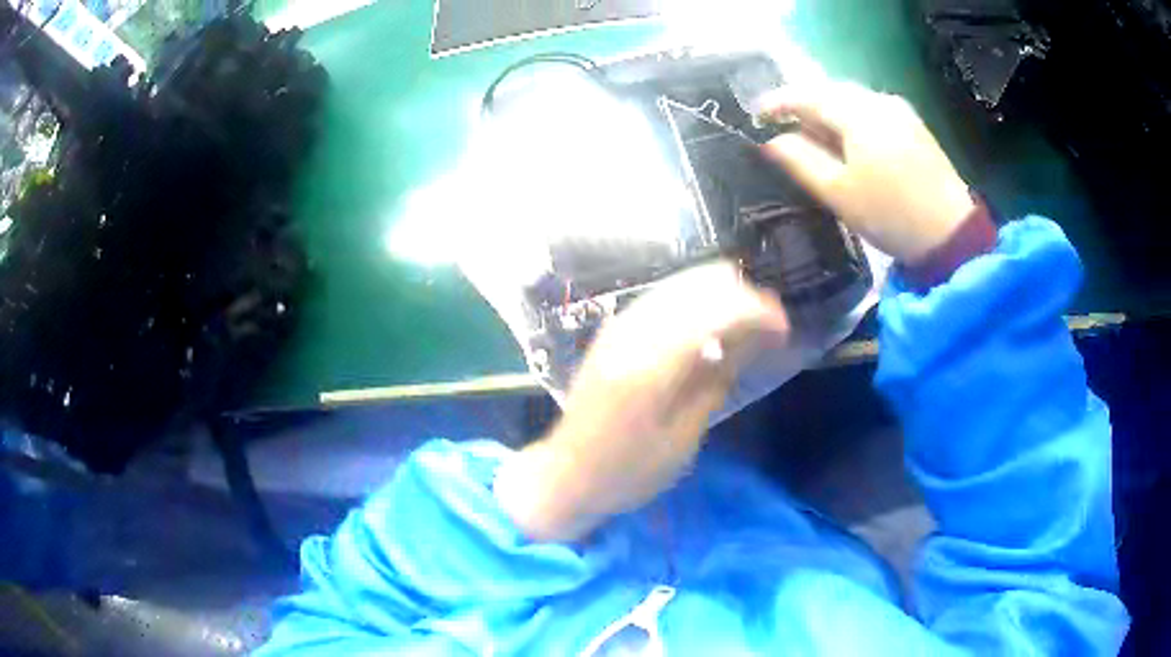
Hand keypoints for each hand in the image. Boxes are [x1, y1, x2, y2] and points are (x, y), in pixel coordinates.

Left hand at [494, 262, 789, 542]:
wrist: (565, 473)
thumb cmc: (627, 471)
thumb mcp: (682, 438)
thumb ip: (716, 379)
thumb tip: (753, 337)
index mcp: (652, 364)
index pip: (717, 310)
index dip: (758, 311)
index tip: (783, 329)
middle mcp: (634, 330)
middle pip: (702, 284)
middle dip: (744, 297)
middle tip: (769, 328)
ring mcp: (620, 324)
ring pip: (684, 283)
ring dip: (722, 295)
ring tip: (747, 327)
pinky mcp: (614, 328)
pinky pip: (666, 296)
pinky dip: (698, 301)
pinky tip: (712, 327)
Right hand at [758, 81, 975, 264]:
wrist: (950, 235)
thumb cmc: (890, 214)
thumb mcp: (838, 192)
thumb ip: (800, 160)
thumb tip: (771, 140)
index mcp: (857, 113)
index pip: (807, 95)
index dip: (778, 102)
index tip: (756, 114)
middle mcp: (879, 101)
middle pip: (831, 91)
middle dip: (804, 105)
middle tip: (782, 125)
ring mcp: (901, 111)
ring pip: (853, 100)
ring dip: (828, 112)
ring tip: (813, 135)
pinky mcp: (915, 127)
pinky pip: (872, 111)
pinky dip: (852, 119)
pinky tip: (849, 141)